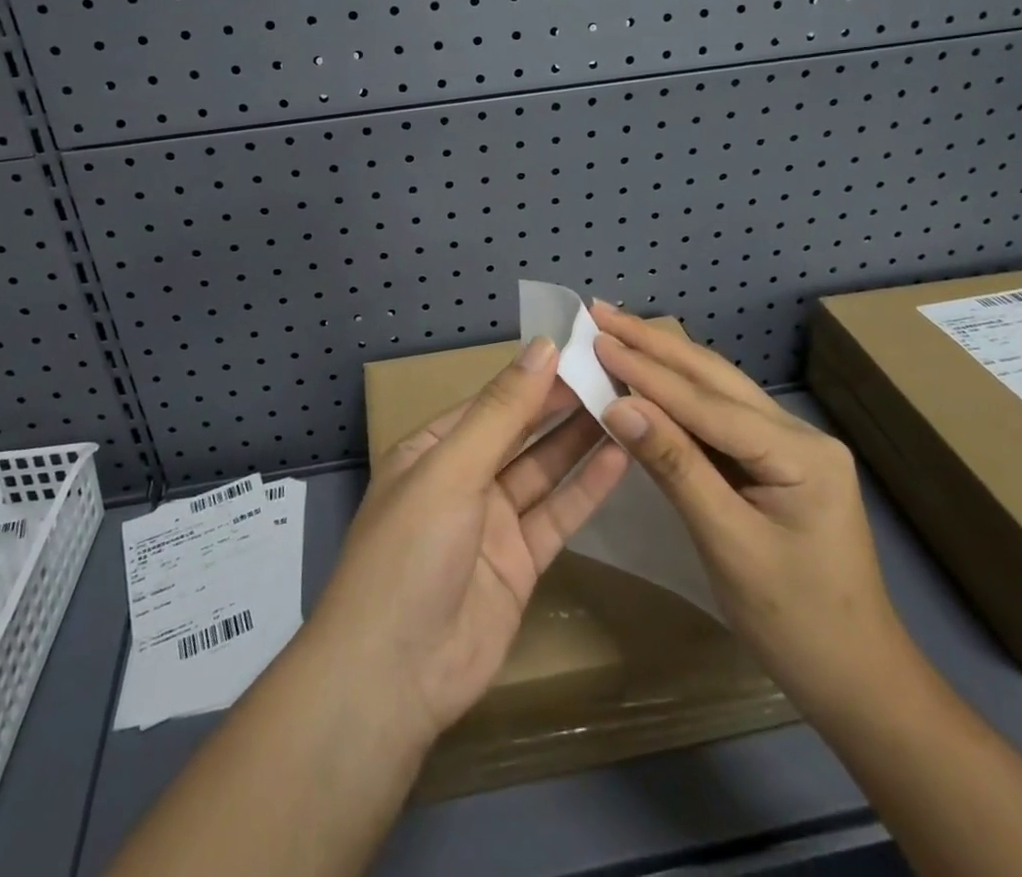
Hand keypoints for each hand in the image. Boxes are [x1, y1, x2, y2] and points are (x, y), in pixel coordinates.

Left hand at [305, 337, 630, 745]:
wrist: (394, 676)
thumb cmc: (411, 551)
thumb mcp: (452, 469)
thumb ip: (502, 411)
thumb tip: (542, 346)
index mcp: (433, 449)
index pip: (491, 401)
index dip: (534, 376)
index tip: (582, 349)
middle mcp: (463, 479)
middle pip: (520, 433)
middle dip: (562, 405)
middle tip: (615, 374)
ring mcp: (492, 524)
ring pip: (543, 471)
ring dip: (580, 441)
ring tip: (627, 406)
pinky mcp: (520, 564)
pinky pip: (557, 516)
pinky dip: (586, 488)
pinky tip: (619, 457)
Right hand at [591, 302, 908, 718]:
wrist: (859, 682)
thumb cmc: (796, 623)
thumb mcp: (729, 545)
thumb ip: (675, 467)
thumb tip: (618, 404)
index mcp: (800, 453)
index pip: (706, 402)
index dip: (646, 370)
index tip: (594, 339)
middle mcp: (797, 434)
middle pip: (713, 378)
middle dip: (652, 344)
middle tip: (598, 312)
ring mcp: (789, 446)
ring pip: (715, 389)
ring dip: (662, 360)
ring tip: (614, 330)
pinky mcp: (774, 462)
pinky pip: (717, 417)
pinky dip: (675, 394)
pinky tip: (647, 377)